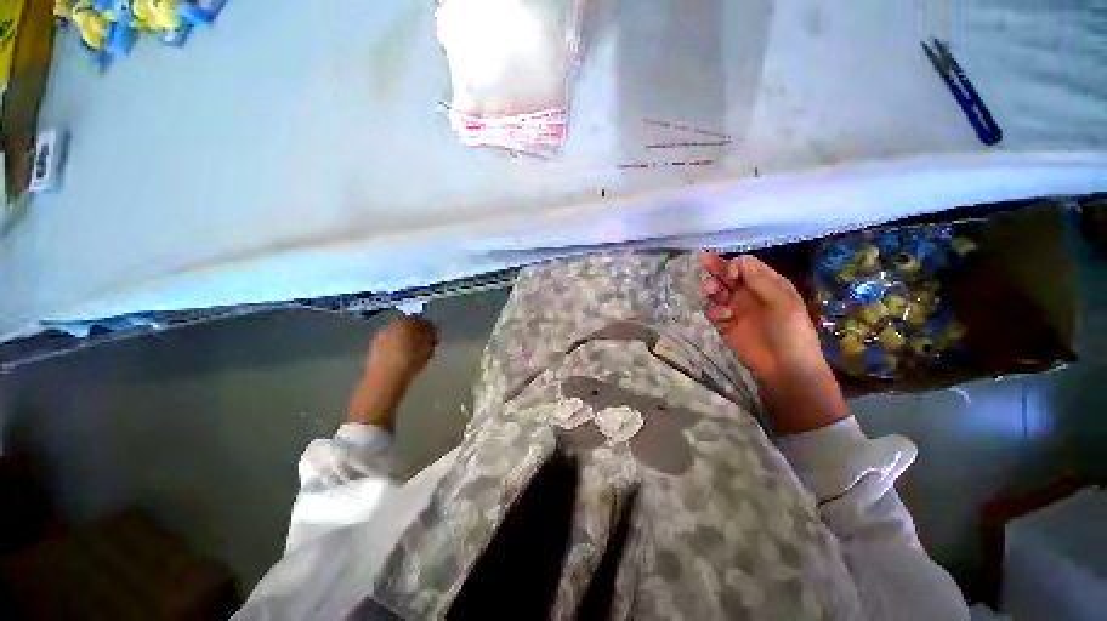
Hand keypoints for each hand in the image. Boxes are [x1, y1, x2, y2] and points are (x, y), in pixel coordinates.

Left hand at [349, 316, 437, 427]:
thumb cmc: (410, 362)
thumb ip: (432, 338)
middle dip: (417, 335)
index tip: (436, 337)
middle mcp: (390, 326)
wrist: (384, 381)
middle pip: (408, 327)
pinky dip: (398, 350)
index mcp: (404, 321)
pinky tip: (404, 361)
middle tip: (427, 346)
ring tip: (417, 355)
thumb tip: (434, 333)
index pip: (421, 320)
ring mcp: (379, 338)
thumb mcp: (428, 349)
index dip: (430, 329)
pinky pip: (391, 346)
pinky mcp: (373, 350)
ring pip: (399, 337)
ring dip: (408, 343)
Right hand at [699, 253, 823, 383]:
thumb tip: (738, 261)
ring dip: (711, 288)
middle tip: (703, 262)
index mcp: (767, 284)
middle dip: (715, 268)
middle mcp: (749, 293)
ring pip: (716, 291)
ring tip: (709, 291)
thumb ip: (761, 281)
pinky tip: (722, 317)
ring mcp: (735, 309)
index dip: (734, 265)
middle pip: (727, 274)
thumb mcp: (784, 302)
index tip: (730, 276)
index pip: (744, 265)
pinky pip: (712, 312)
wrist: (786, 367)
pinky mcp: (724, 325)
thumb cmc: (791, 331)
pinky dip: (713, 311)